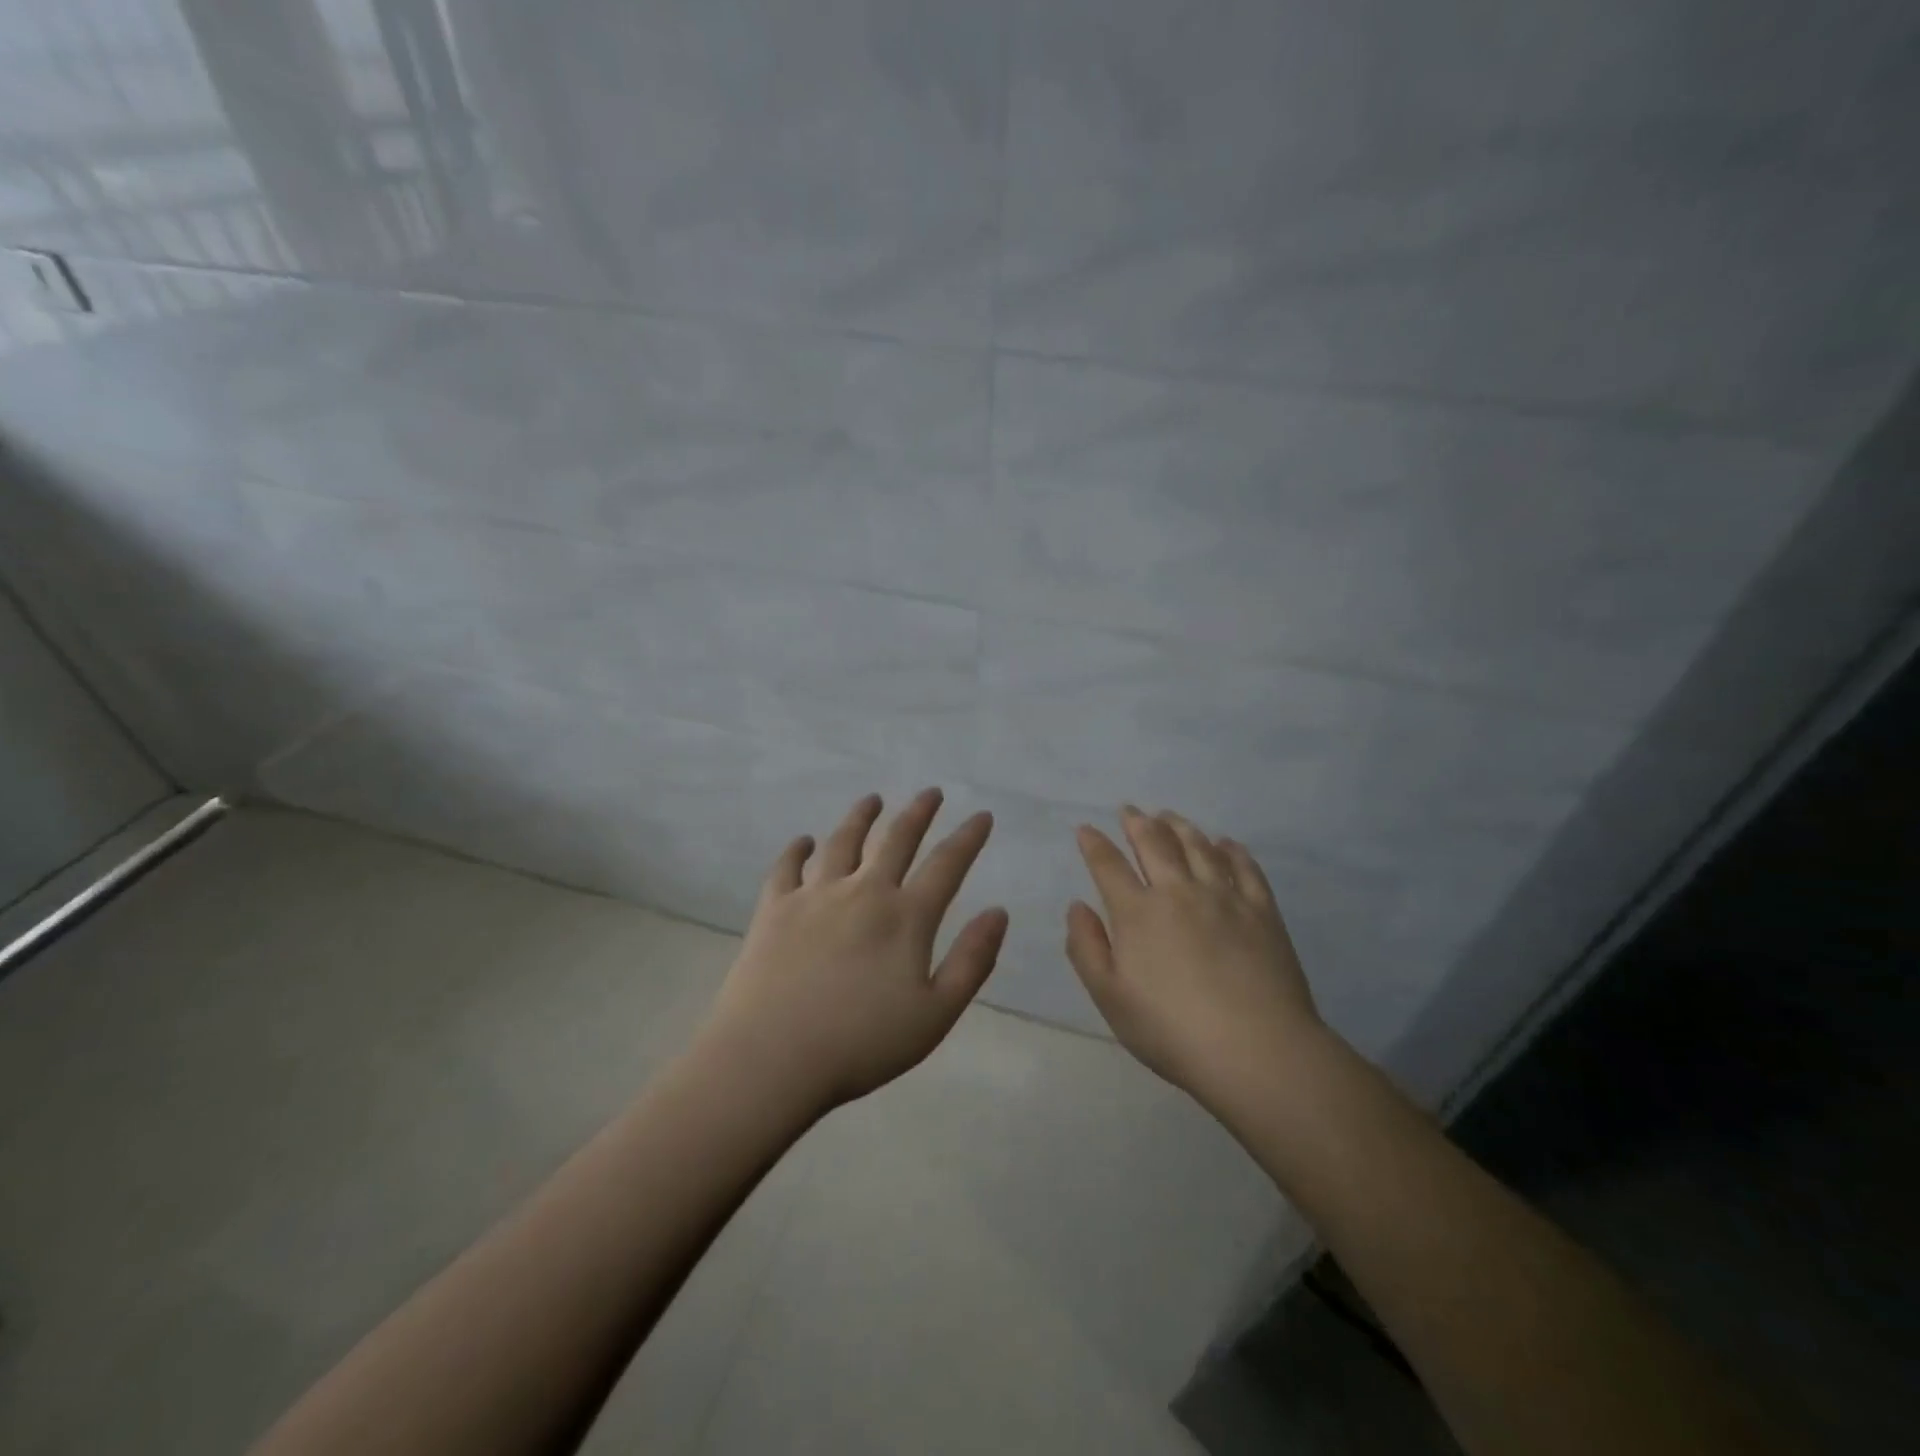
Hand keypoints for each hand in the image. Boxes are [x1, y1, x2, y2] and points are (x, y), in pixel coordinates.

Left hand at [701, 789, 1006, 1113]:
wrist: (771, 1057)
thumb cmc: (861, 1044)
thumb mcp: (935, 1014)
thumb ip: (972, 961)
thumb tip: (999, 912)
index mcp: (905, 918)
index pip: (946, 865)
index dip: (968, 837)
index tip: (981, 815)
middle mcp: (863, 892)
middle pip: (896, 840)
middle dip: (918, 813)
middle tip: (931, 792)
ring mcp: (815, 896)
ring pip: (842, 842)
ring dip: (861, 817)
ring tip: (872, 800)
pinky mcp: (774, 909)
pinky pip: (787, 867)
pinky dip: (797, 850)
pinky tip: (803, 842)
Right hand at [1065, 806, 1323, 1105]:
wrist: (1256, 1050)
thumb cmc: (1171, 1030)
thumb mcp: (1110, 997)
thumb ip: (1086, 947)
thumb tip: (1077, 906)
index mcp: (1138, 913)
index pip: (1108, 866)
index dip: (1094, 844)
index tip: (1085, 829)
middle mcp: (1178, 892)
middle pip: (1155, 844)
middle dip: (1138, 823)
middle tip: (1130, 809)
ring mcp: (1224, 897)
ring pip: (1198, 846)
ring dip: (1180, 826)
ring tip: (1169, 816)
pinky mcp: (1262, 911)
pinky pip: (1244, 868)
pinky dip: (1231, 850)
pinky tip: (1225, 843)